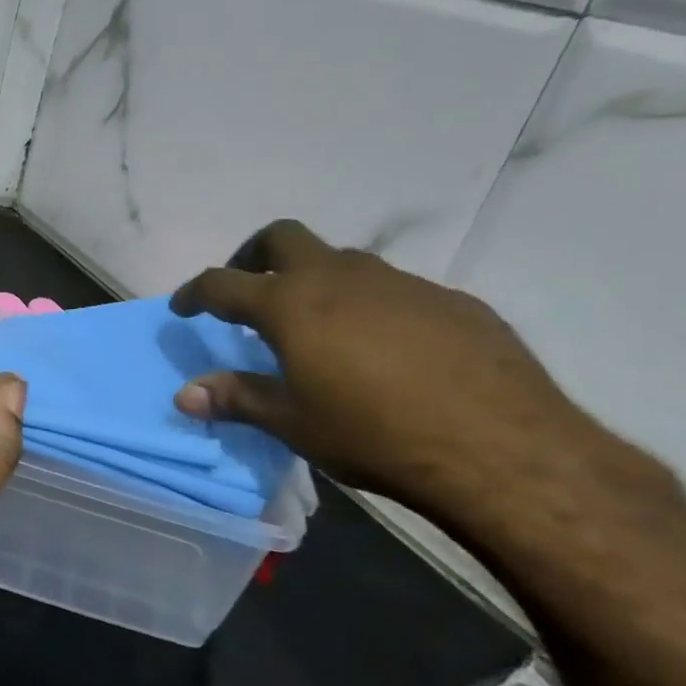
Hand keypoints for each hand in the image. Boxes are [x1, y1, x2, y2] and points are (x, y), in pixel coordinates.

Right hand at [170, 220, 612, 532]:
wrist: (502, 448)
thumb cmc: (375, 435)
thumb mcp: (294, 424)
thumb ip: (237, 399)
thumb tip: (184, 393)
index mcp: (292, 304)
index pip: (224, 283)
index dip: (196, 292)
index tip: (183, 306)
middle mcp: (341, 277)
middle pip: (282, 237)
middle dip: (253, 254)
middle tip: (248, 288)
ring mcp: (400, 282)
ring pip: (342, 260)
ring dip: (315, 279)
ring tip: (317, 325)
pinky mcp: (449, 300)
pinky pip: (393, 289)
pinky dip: (369, 305)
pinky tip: (386, 350)